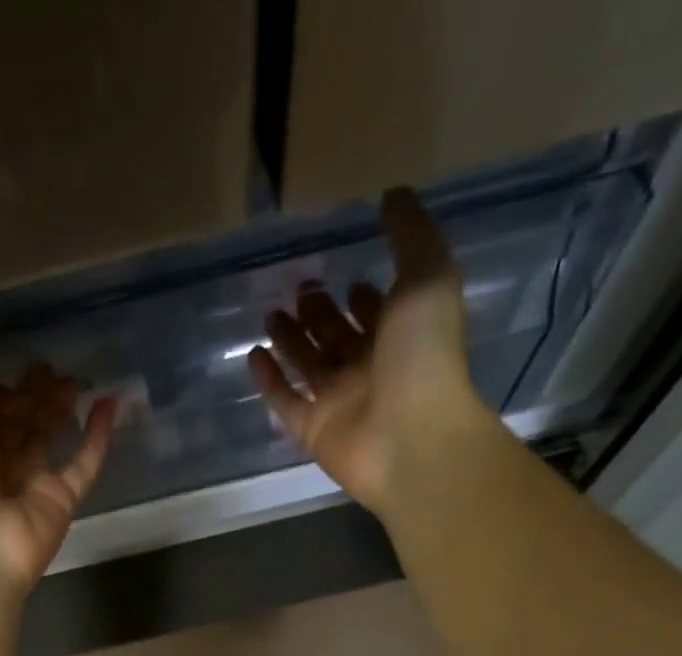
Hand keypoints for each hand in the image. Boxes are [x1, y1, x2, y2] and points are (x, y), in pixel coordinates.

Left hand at [0, 309, 116, 591]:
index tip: (8, 358)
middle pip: (18, 421)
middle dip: (32, 393)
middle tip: (49, 365)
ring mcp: (30, 483)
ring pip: (50, 437)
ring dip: (61, 406)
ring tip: (76, 377)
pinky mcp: (62, 500)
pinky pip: (84, 464)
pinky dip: (98, 436)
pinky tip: (110, 403)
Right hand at [248, 189, 492, 518]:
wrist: (409, 436)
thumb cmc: (423, 355)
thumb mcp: (427, 276)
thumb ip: (411, 234)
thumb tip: (393, 195)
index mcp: (402, 335)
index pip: (379, 312)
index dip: (363, 296)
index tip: (345, 273)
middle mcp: (370, 368)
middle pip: (339, 338)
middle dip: (320, 313)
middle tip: (299, 289)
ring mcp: (340, 402)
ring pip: (310, 367)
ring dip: (292, 340)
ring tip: (271, 313)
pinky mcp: (313, 430)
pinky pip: (286, 402)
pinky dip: (270, 380)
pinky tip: (254, 354)